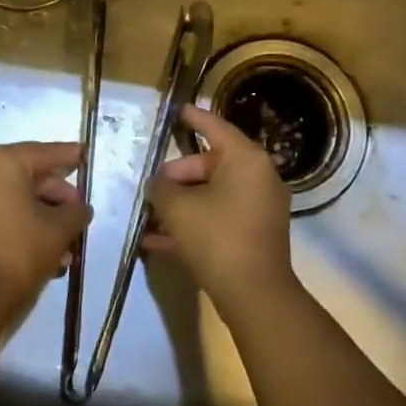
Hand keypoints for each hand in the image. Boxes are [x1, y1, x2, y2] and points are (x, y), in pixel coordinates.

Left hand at [0, 141, 90, 325]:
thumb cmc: (17, 251)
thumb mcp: (58, 230)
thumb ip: (76, 212)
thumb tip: (79, 208)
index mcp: (2, 163)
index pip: (45, 152)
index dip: (69, 155)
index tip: (87, 155)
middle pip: (31, 177)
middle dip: (60, 200)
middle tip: (81, 217)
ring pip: (18, 201)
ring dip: (46, 221)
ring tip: (70, 250)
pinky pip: (3, 217)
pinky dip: (26, 229)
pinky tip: (50, 258)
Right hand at [144, 105, 294, 320]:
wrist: (255, 296)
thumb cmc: (217, 237)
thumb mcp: (178, 208)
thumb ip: (162, 188)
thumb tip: (159, 184)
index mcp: (246, 159)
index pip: (215, 127)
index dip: (193, 118)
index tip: (177, 109)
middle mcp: (258, 178)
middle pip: (210, 165)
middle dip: (176, 177)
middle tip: (151, 188)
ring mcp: (258, 209)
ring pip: (211, 196)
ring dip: (180, 205)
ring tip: (147, 214)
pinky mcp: (253, 236)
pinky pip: (217, 220)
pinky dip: (192, 226)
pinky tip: (155, 242)